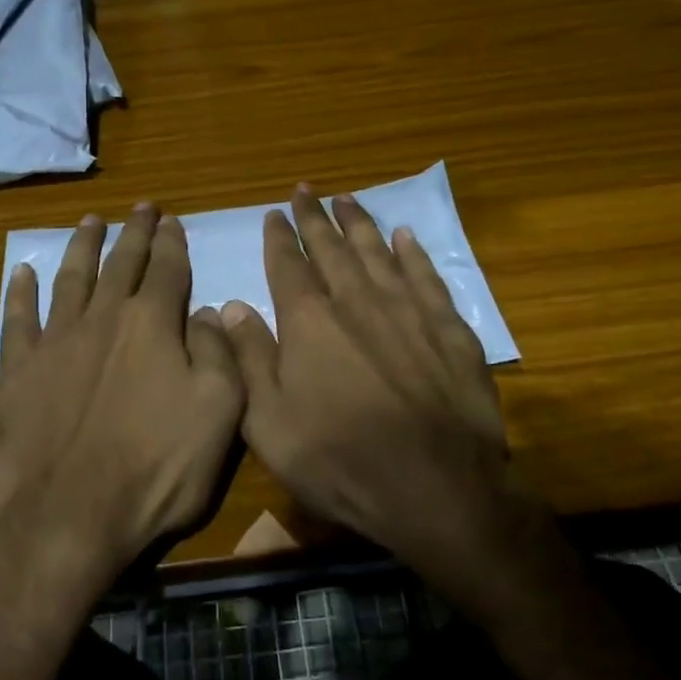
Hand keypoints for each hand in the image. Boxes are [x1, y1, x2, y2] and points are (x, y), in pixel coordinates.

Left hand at [0, 203, 244, 573]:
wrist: (71, 517)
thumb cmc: (157, 469)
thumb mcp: (219, 413)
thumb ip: (219, 353)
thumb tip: (209, 311)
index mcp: (153, 325)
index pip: (167, 269)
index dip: (172, 242)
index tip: (172, 220)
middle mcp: (103, 319)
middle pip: (121, 263)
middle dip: (134, 232)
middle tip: (141, 207)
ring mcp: (55, 342)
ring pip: (72, 279)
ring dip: (83, 247)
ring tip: (90, 221)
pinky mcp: (17, 371)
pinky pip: (17, 320)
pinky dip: (20, 293)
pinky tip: (23, 273)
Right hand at [221, 186, 511, 585]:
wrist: (434, 488)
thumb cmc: (339, 460)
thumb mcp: (269, 421)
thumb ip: (248, 357)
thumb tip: (232, 305)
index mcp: (309, 321)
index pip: (288, 264)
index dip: (279, 236)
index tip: (275, 213)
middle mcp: (356, 301)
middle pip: (332, 248)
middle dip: (315, 217)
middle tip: (306, 190)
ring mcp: (407, 310)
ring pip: (377, 252)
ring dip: (359, 223)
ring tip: (347, 199)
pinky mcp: (448, 328)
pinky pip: (426, 276)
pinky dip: (412, 253)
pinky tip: (404, 236)